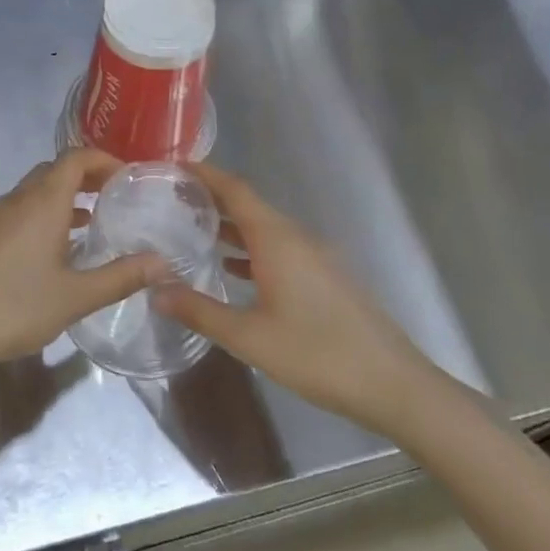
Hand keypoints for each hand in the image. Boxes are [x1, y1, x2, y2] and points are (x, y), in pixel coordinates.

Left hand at [0, 149, 167, 384]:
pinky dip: (46, 213)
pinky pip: (22, 209)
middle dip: (86, 176)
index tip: (129, 176)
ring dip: (65, 196)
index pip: (75, 158)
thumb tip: (163, 262)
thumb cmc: (15, 307)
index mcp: (42, 202)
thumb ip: (121, 277)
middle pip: (54, 170)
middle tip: (117, 196)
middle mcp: (18, 199)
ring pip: (36, 191)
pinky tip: (58, 248)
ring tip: (94, 220)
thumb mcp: (76, 296)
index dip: (103, 159)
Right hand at [154, 163, 439, 436]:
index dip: (205, 174)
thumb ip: (200, 311)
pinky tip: (233, 270)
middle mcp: (297, 238)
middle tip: (172, 200)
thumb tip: (155, 290)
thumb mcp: (249, 337)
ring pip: (266, 229)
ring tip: (193, 231)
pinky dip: (252, 249)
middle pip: (249, 206)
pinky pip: (280, 249)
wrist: (394, 385)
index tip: (174, 165)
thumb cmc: (317, 355)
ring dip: (231, 226)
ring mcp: (316, 257)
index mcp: (277, 240)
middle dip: (212, 199)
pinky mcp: (326, 278)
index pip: (236, 190)